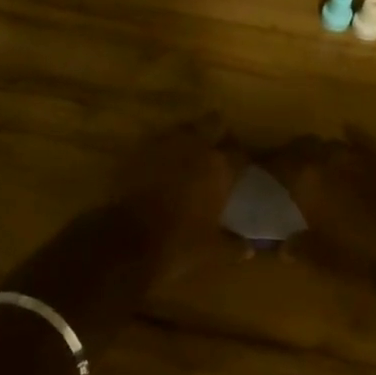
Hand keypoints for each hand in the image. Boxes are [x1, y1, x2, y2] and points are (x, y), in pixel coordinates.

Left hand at [120, 114, 246, 278]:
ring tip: (190, 154)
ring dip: (190, 137)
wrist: (126, 240)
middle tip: (218, 150)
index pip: (240, 154)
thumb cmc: (178, 244)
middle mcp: (195, 146)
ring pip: (184, 128)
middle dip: (218, 132)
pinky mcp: (139, 150)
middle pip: (214, 123)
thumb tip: (249, 249)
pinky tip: (163, 164)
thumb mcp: (212, 251)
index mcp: (219, 167)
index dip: (243, 161)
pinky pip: (158, 141)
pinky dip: (164, 149)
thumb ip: (233, 246)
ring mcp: (165, 144)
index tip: (242, 169)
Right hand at [262, 127, 375, 291]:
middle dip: (288, 154)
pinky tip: (346, 132)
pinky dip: (350, 137)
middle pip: (300, 147)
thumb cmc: (360, 257)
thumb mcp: (321, 257)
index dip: (263, 161)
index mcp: (306, 179)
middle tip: (281, 165)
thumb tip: (282, 247)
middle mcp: (327, 158)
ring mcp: (356, 155)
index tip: (253, 164)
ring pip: (327, 143)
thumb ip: (297, 246)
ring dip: (316, 150)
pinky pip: (360, 140)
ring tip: (312, 161)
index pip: (276, 161)